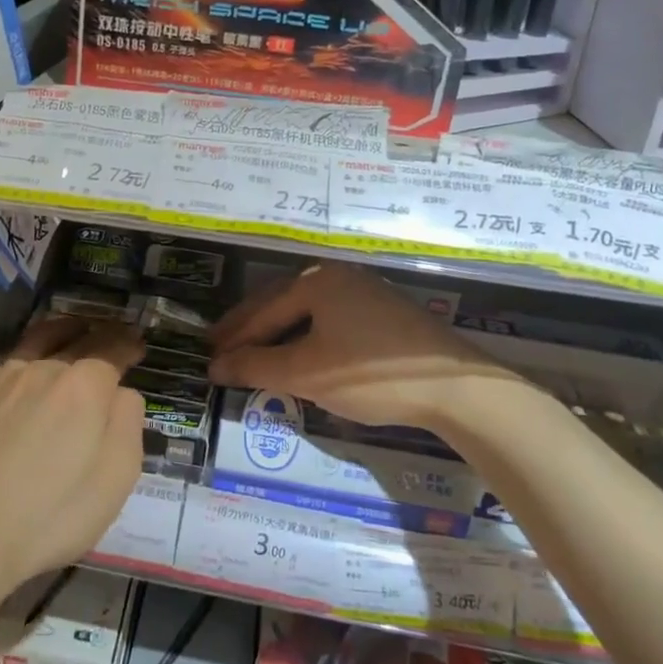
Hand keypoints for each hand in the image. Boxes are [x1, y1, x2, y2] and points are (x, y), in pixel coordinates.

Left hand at [0, 315, 144, 606]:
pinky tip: (27, 367)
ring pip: (40, 339)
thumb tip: (121, 393)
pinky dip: (29, 353)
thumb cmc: (53, 512)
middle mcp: (45, 369)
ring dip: (64, 331)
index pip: (113, 347)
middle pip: (79, 338)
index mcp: (86, 384)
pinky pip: (10, 361)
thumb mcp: (117, 476)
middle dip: (102, 334)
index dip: (129, 344)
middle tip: (113, 337)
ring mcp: (5, 380)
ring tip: (73, 331)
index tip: (138, 346)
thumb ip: (128, 422)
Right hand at [208, 262, 514, 433]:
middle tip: (219, 347)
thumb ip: (257, 367)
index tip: (206, 355)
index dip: (232, 337)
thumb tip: (215, 366)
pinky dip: (305, 336)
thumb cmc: (372, 373)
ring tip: (253, 351)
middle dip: (250, 328)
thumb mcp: (307, 373)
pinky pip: (329, 319)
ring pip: (307, 312)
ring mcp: (365, 292)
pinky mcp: (384, 314)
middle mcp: (338, 277)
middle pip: (281, 302)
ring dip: (277, 332)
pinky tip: (300, 352)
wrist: (456, 387)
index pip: (263, 310)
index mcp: (317, 282)